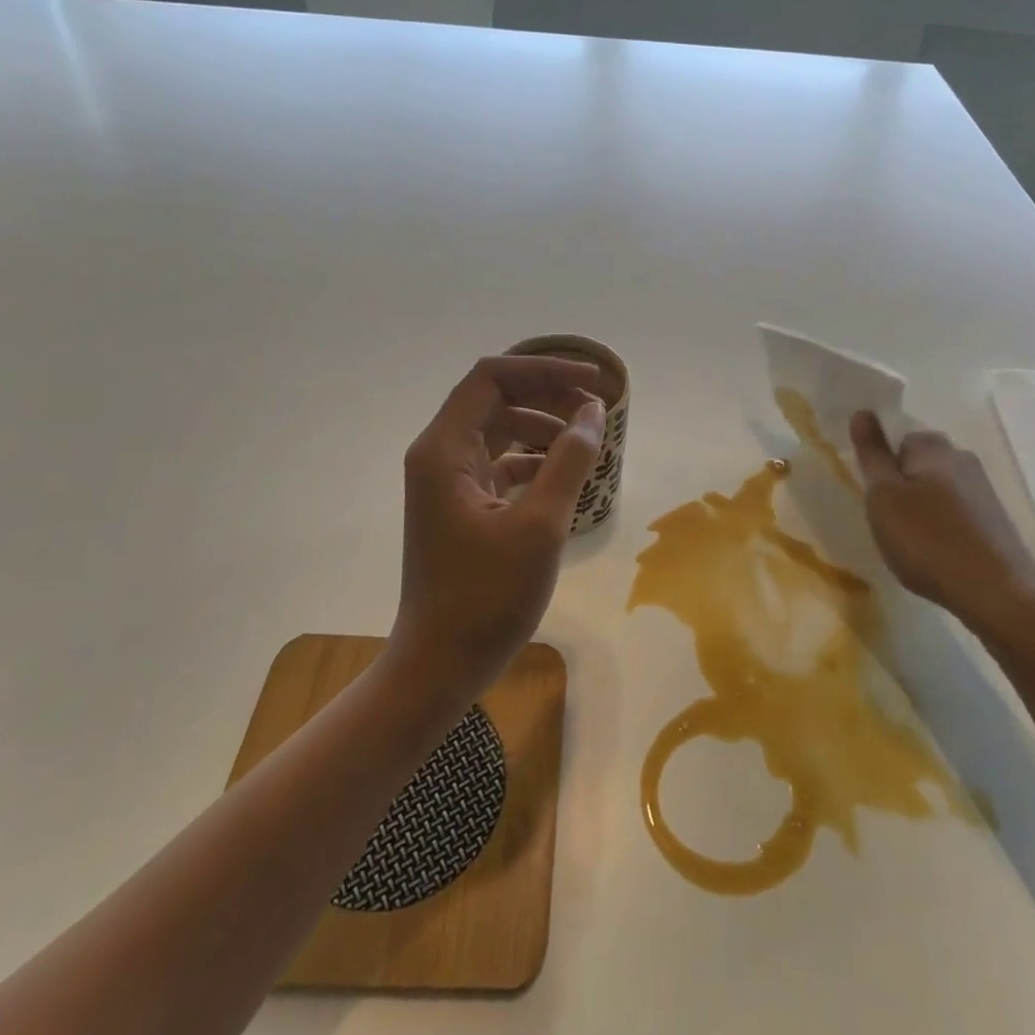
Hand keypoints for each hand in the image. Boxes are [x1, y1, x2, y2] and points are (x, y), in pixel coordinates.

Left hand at [390, 356, 605, 707]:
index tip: (592, 382)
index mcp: (444, 449)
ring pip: (498, 431)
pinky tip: (563, 476)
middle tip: (596, 407)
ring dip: (542, 426)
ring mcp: (446, 482)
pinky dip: (532, 460)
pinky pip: (498, 463)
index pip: (492, 377)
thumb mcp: (539, 525)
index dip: (544, 370)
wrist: (439, 664)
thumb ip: (569, 460)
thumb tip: (593, 411)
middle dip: (547, 395)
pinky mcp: (459, 506)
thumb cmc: (487, 597)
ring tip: (586, 439)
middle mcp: (438, 455)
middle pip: (494, 399)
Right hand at [849, 412, 1034, 647]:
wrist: (996, 594)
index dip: (882, 465)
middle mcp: (963, 459)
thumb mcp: (884, 496)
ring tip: (911, 543)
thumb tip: (863, 411)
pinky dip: (941, 528)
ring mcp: (984, 490)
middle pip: (919, 464)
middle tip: (887, 520)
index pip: (898, 438)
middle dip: (902, 486)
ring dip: (921, 509)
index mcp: (934, 447)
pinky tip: (936, 554)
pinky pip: (956, 513)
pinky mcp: (995, 520)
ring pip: (937, 490)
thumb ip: (872, 453)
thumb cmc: (927, 540)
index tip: (874, 495)